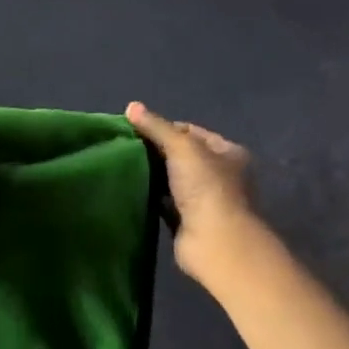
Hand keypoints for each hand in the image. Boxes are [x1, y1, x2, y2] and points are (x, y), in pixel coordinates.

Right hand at [125, 102, 254, 280]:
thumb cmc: (206, 187)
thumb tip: (131, 106)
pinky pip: (164, 203)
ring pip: (171, 180)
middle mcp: (219, 175)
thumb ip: (156, 127)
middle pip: (181, 156)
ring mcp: (204, 200)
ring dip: (152, 175)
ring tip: (121, 165)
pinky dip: (150, 197)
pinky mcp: (187, 221)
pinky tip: (130, 189)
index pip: (191, 132)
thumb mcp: (182, 147)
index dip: (164, 127)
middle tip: (124, 146)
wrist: (215, 242)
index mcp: (227, 152)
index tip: (135, 129)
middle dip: (155, 151)